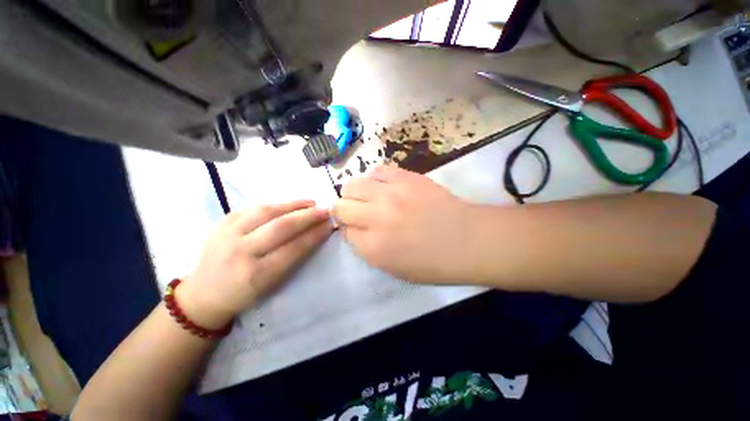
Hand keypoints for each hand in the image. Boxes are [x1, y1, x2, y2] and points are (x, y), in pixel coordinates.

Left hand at [178, 201, 332, 327]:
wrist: (204, 293)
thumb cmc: (245, 293)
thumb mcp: (272, 284)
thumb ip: (294, 257)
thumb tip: (316, 233)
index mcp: (256, 274)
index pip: (293, 248)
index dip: (315, 235)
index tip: (330, 225)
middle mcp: (240, 252)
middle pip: (281, 227)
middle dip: (308, 216)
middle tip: (325, 210)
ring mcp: (227, 234)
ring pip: (266, 211)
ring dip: (293, 205)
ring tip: (311, 202)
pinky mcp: (221, 222)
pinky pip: (253, 207)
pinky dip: (276, 204)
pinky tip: (289, 204)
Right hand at [332, 166, 477, 283]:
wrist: (468, 240)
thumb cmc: (433, 262)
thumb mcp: (394, 269)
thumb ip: (367, 249)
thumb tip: (353, 229)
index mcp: (373, 248)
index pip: (344, 231)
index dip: (350, 230)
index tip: (358, 229)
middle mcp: (376, 218)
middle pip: (341, 206)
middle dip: (346, 211)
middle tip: (359, 212)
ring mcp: (390, 194)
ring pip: (352, 185)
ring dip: (356, 193)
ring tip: (370, 197)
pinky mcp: (405, 177)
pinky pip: (377, 171)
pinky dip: (376, 180)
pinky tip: (385, 187)